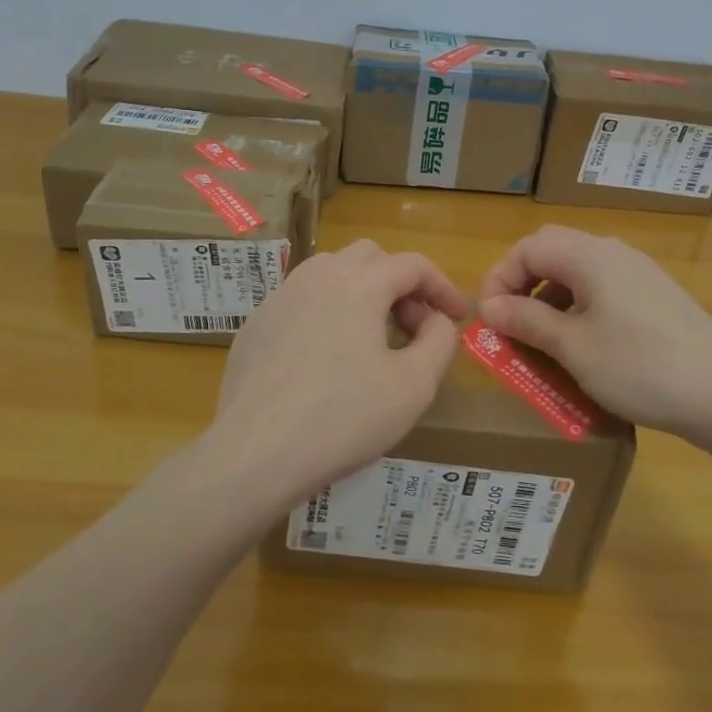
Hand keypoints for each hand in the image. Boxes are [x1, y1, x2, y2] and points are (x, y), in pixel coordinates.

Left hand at [204, 239, 466, 508]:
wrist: (255, 453)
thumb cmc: (343, 417)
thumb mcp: (414, 385)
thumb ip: (439, 340)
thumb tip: (435, 320)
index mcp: (360, 282)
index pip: (413, 265)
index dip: (443, 287)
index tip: (457, 317)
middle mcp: (318, 275)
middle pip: (371, 258)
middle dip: (401, 285)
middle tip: (413, 328)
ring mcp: (280, 297)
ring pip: (331, 272)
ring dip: (362, 292)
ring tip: (372, 338)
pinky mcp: (256, 324)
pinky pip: (301, 301)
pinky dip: (327, 313)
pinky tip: (327, 359)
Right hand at [477, 225, 711, 444]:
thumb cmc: (640, 366)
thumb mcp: (573, 348)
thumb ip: (526, 321)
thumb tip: (489, 306)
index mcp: (589, 255)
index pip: (527, 247)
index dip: (498, 278)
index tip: (488, 320)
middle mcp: (613, 253)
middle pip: (552, 252)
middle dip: (522, 284)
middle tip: (509, 323)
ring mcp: (639, 274)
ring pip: (578, 273)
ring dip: (550, 299)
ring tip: (541, 341)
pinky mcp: (656, 297)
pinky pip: (603, 291)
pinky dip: (579, 310)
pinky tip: (583, 346)